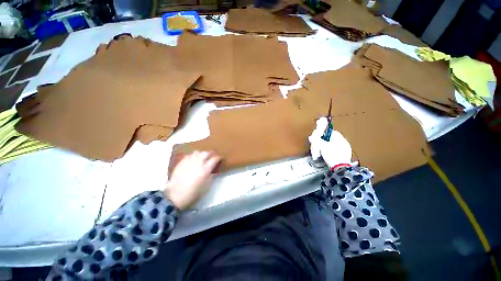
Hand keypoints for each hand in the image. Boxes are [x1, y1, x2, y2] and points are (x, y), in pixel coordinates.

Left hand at [164, 151, 220, 209]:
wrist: (175, 196)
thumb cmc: (193, 193)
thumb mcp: (207, 186)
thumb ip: (211, 176)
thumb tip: (212, 171)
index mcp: (205, 170)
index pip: (214, 159)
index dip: (218, 158)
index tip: (220, 158)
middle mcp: (198, 163)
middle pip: (206, 153)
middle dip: (210, 153)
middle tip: (212, 156)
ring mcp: (189, 162)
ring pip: (197, 152)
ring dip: (201, 153)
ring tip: (202, 156)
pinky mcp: (181, 163)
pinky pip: (189, 155)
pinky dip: (193, 156)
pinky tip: (193, 159)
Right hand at [308, 117, 351, 168]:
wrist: (340, 168)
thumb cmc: (332, 155)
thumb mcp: (322, 146)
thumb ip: (316, 140)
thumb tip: (311, 137)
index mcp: (339, 138)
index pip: (331, 132)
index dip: (323, 134)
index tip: (318, 137)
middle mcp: (344, 142)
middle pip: (331, 139)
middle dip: (323, 142)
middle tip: (318, 146)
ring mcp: (345, 149)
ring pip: (333, 145)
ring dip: (325, 148)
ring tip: (320, 153)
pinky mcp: (344, 156)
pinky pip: (335, 151)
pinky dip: (330, 152)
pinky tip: (326, 156)